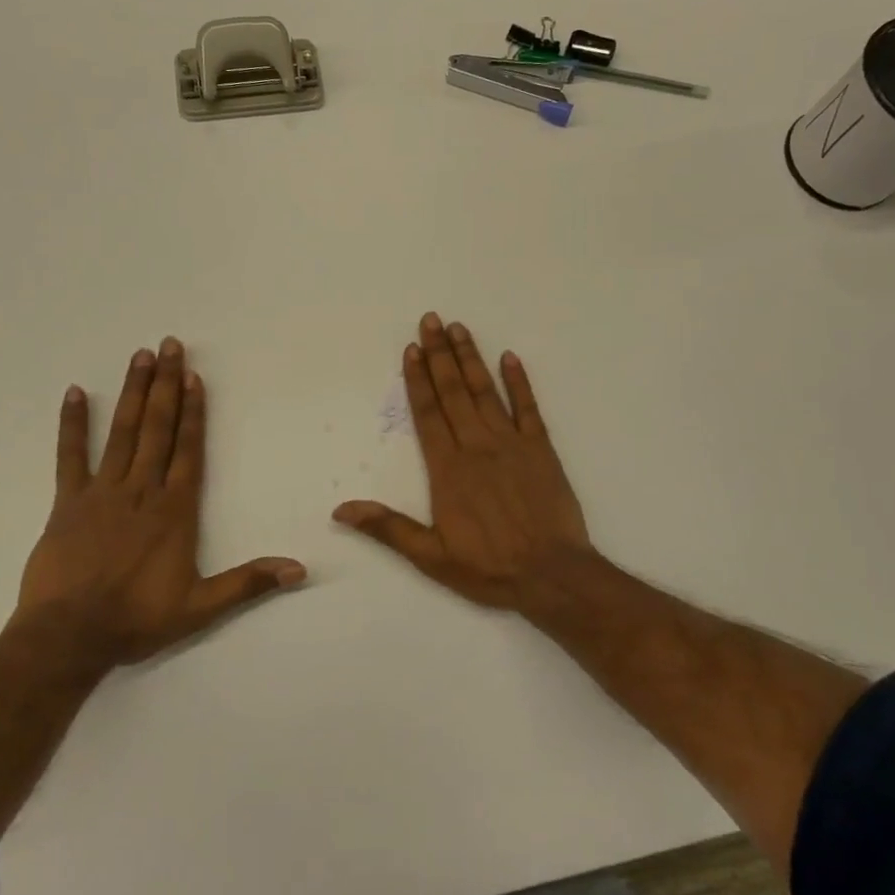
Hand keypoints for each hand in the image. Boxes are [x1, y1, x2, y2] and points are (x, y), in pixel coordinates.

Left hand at [17, 337, 305, 669]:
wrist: (68, 637)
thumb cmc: (137, 619)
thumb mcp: (200, 607)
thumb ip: (248, 583)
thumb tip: (299, 570)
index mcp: (174, 510)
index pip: (188, 450)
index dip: (194, 412)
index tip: (195, 378)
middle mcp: (142, 490)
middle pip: (158, 428)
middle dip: (167, 385)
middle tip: (171, 346)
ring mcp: (102, 492)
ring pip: (123, 433)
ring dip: (134, 393)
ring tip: (141, 356)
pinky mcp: (68, 502)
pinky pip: (70, 456)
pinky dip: (73, 424)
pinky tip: (75, 393)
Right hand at [332, 314, 592, 611]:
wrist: (552, 575)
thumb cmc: (489, 567)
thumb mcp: (431, 556)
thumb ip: (388, 528)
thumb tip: (342, 509)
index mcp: (448, 469)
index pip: (427, 414)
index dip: (417, 380)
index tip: (411, 349)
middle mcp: (476, 447)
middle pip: (454, 392)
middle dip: (440, 355)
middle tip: (431, 320)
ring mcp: (511, 444)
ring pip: (486, 392)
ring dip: (471, 359)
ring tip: (459, 328)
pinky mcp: (542, 449)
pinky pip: (528, 408)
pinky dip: (519, 382)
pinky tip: (510, 357)